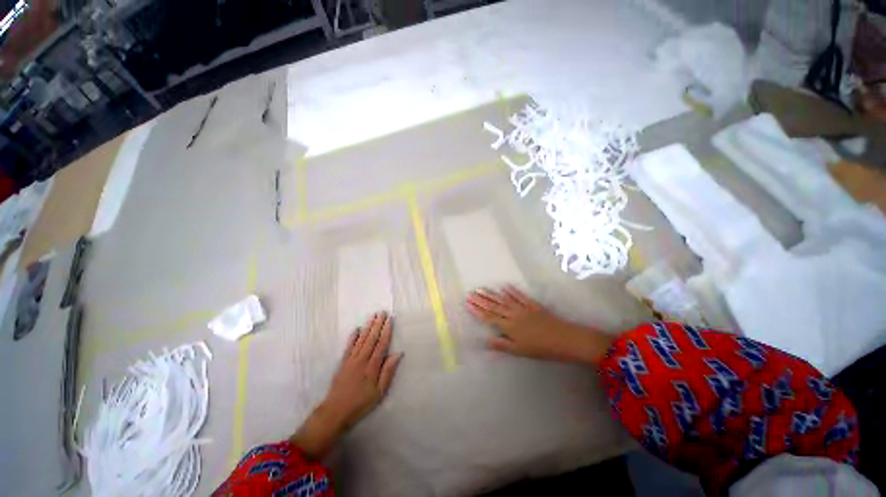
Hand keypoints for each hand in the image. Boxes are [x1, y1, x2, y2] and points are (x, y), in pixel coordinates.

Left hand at [290, 312, 402, 458]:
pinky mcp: (343, 363)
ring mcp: (351, 360)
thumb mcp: (379, 392)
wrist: (335, 412)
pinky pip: (349, 346)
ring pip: (361, 339)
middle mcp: (362, 359)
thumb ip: (388, 371)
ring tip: (373, 316)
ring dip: (368, 327)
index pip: (381, 344)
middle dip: (378, 324)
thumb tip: (398, 353)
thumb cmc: (361, 403)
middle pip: (371, 338)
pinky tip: (356, 329)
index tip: (390, 320)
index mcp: (372, 366)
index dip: (386, 331)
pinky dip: (353, 337)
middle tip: (382, 312)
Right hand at [466, 286, 612, 364]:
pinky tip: (505, 286)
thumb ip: (502, 345)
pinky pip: (520, 296)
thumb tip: (485, 341)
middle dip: (481, 300)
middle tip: (470, 293)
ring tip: (482, 288)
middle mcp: (513, 314)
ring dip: (492, 294)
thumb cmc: (541, 348)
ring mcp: (523, 308)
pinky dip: (512, 291)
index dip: (477, 310)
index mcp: (509, 326)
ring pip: (504, 300)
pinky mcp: (533, 305)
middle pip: (494, 306)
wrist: (564, 339)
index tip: (467, 302)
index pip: (489, 317)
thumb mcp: (520, 351)